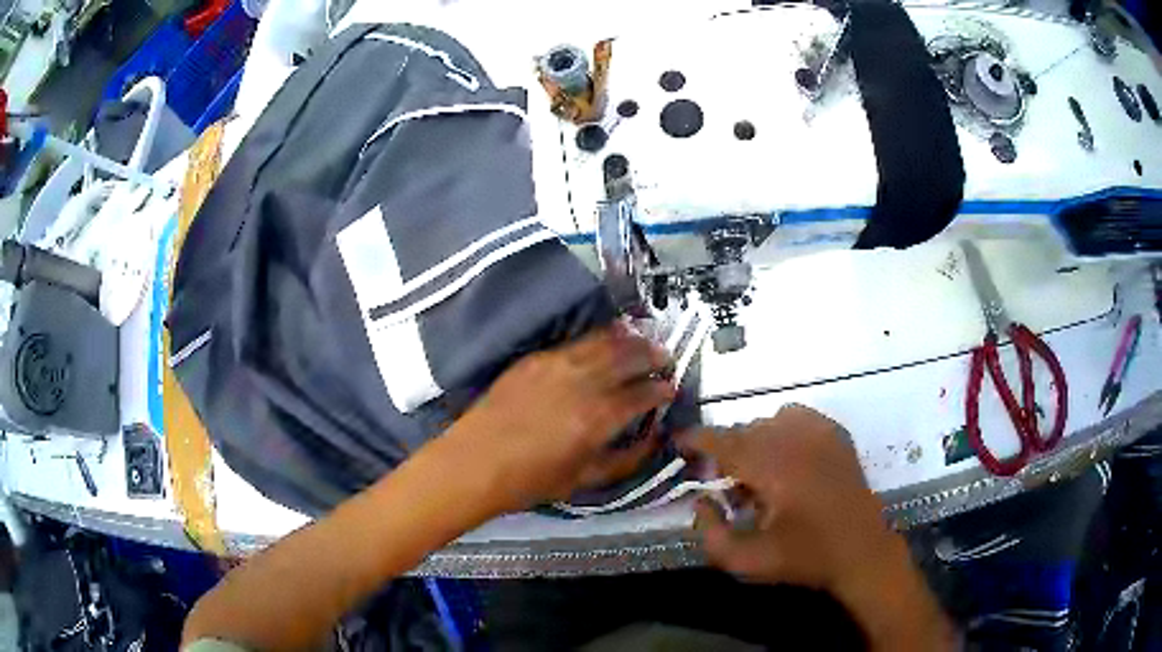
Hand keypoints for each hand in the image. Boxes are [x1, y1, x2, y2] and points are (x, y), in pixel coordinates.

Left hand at [442, 323, 674, 514]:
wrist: (475, 463)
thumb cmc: (530, 480)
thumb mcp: (585, 479)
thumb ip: (626, 458)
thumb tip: (653, 439)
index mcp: (597, 418)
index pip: (642, 395)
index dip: (661, 390)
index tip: (671, 389)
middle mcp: (581, 383)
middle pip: (627, 358)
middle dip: (652, 355)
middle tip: (665, 357)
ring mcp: (556, 365)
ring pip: (602, 342)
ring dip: (628, 340)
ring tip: (643, 340)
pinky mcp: (535, 359)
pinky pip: (575, 342)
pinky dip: (597, 337)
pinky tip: (605, 338)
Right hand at [683, 405, 957, 649]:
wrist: (861, 551)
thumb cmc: (805, 557)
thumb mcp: (747, 560)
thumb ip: (711, 534)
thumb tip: (701, 501)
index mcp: (774, 468)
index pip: (725, 442)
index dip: (697, 440)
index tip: (678, 443)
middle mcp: (796, 440)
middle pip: (746, 431)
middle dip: (727, 450)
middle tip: (724, 482)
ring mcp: (821, 432)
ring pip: (770, 421)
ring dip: (755, 441)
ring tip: (760, 474)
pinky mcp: (836, 434)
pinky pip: (798, 417)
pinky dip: (783, 431)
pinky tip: (787, 460)